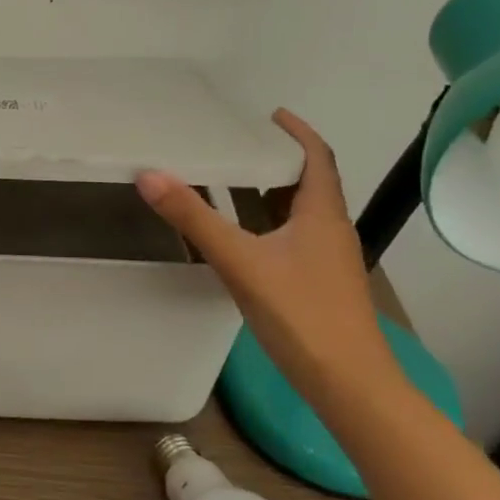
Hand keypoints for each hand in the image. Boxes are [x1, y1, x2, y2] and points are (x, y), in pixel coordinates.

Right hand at [136, 109, 385, 385]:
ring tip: (233, 182)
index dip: (298, 132)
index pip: (318, 157)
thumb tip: (150, 175)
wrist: (349, 385)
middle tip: (238, 146)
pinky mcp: (320, 284)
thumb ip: (194, 219)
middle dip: (278, 160)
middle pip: (310, 182)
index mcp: (322, 214)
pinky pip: (295, 238)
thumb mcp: (240, 262)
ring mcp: (328, 260)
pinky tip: (243, 239)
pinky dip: (270, 224)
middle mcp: (331, 230)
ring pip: (301, 213)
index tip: (271, 115)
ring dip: (272, 193)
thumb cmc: (301, 315)